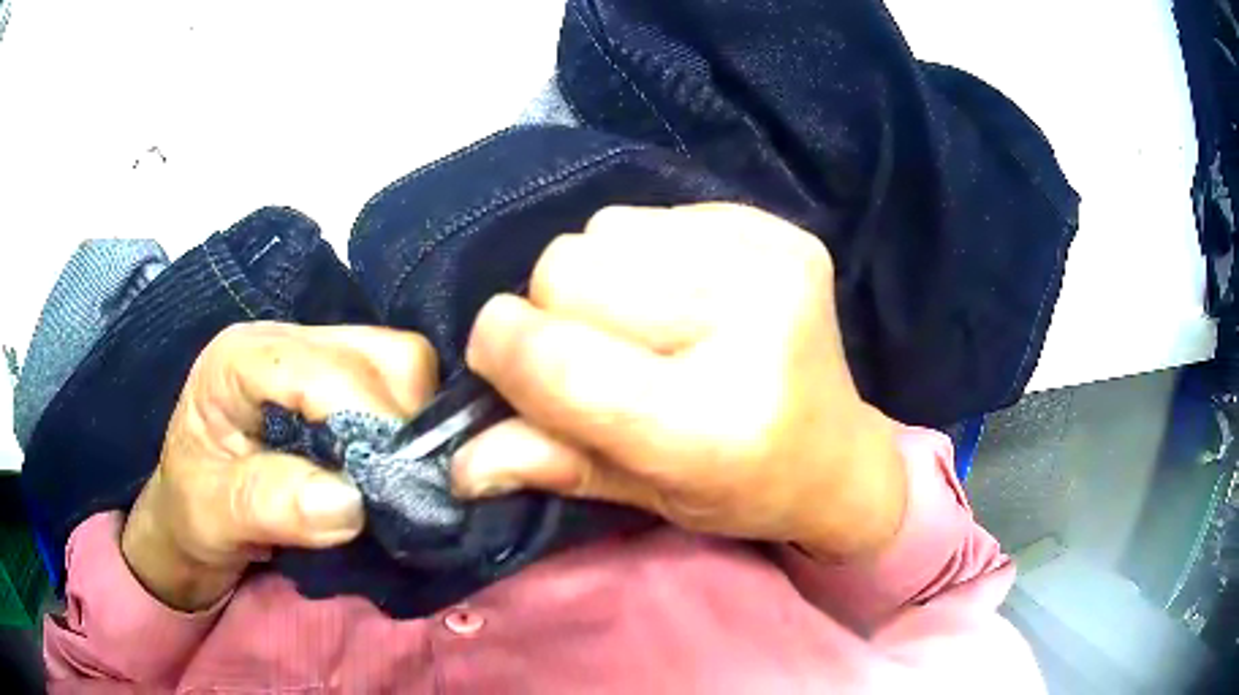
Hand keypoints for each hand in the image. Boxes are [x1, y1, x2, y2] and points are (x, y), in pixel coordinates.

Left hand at [121, 322, 436, 610]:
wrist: (192, 520)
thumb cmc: (192, 514)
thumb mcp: (211, 514)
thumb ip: (268, 505)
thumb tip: (350, 502)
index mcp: (240, 360)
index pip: (325, 369)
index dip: (371, 421)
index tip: (397, 490)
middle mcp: (284, 344)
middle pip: (380, 352)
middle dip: (405, 420)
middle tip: (404, 489)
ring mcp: (314, 362)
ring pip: (401, 367)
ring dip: (414, 426)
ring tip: (401, 482)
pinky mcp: (336, 387)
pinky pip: (397, 393)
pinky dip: (411, 431)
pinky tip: (398, 467)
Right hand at [455, 204, 906, 558]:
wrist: (837, 454)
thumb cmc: (739, 490)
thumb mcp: (642, 495)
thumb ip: (549, 463)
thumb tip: (458, 461)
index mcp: (712, 422)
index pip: (558, 360)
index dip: (502, 349)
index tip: (497, 359)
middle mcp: (749, 324)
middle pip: (568, 269)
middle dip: (553, 315)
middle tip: (597, 356)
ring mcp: (771, 263)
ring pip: (603, 230)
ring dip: (598, 278)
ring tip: (647, 326)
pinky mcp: (778, 229)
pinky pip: (654, 214)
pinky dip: (644, 254)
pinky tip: (684, 296)